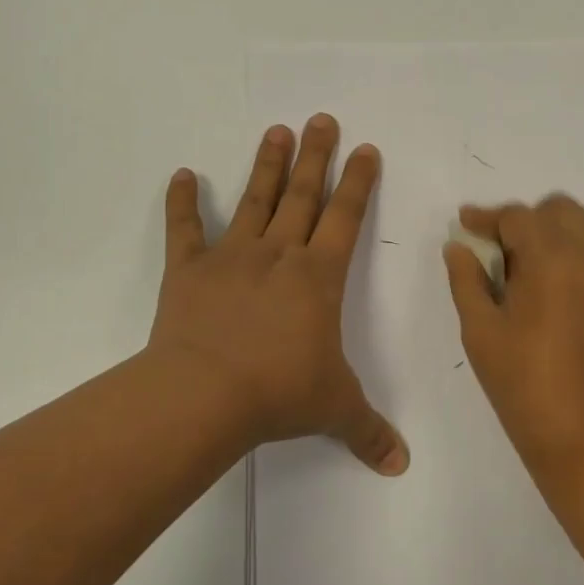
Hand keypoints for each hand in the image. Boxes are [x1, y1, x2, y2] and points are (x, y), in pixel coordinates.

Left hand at [148, 115, 408, 474]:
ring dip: (268, 166)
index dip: (358, 183)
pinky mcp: (189, 271)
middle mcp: (279, 255)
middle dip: (317, 156)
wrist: (204, 395)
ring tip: (277, 130)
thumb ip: (370, 432)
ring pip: (255, 201)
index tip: (365, 149)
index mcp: (319, 277)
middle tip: (322, 118)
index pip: (346, 218)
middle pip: (303, 196)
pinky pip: (185, 230)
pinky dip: (182, 202)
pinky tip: (181, 174)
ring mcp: (231, 258)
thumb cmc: (279, 393)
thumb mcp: (335, 410)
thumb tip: (402, 466)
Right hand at [444, 195, 583, 471]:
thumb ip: (466, 280)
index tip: (464, 225)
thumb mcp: (482, 333)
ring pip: (582, 229)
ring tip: (522, 277)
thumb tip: (459, 246)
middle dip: (523, 222)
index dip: (487, 218)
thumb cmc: (525, 387)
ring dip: (550, 236)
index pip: (519, 217)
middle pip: (557, 211)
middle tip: (495, 254)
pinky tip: (550, 294)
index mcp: (555, 259)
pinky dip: (572, 256)